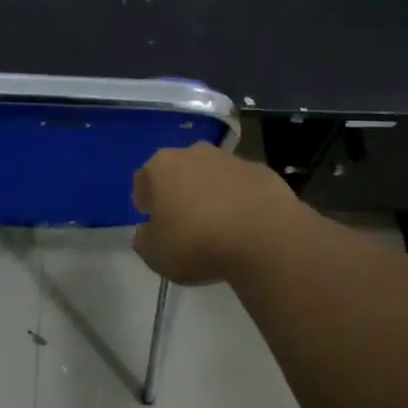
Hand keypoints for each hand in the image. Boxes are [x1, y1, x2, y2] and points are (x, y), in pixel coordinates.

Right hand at [131, 144, 299, 285]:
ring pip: (213, 175)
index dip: (145, 201)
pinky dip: (240, 201)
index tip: (150, 220)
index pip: (143, 179)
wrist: (264, 238)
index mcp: (162, 166)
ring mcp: (233, 160)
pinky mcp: (264, 172)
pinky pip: (243, 187)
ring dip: (211, 194)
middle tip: (182, 221)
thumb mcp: (154, 254)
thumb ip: (144, 240)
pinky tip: (244, 226)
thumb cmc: (197, 243)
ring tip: (217, 226)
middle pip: (180, 171)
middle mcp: (195, 153)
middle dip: (179, 192)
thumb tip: (147, 232)